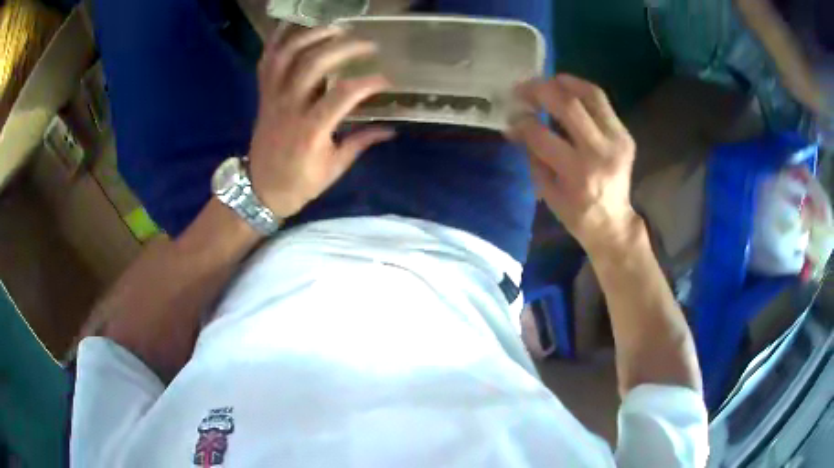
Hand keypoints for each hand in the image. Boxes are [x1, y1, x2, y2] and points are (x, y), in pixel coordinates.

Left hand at [249, 26, 393, 217]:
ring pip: (287, 56)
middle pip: (314, 64)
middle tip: (368, 44)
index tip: (386, 81)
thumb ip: (361, 142)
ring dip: (311, 36)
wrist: (260, 191)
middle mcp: (290, 107)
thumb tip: (391, 130)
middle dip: (344, 48)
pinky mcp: (263, 96)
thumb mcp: (334, 168)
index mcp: (311, 130)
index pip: (344, 94)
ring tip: (336, 29)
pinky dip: (277, 41)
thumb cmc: (299, 183)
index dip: (369, 82)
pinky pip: (266, 62)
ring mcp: (273, 98)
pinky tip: (292, 26)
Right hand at [511, 74, 639, 252]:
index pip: (542, 134)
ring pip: (590, 95)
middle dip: (539, 91)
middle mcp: (600, 152)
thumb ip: (532, 155)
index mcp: (577, 173)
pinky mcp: (625, 135)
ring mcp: (617, 141)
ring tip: (546, 82)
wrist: (613, 223)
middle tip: (522, 89)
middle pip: (568, 105)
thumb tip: (515, 126)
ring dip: (564, 83)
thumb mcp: (547, 191)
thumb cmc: (576, 213)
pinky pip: (602, 102)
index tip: (511, 116)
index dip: (522, 121)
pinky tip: (567, 90)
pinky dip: (581, 91)